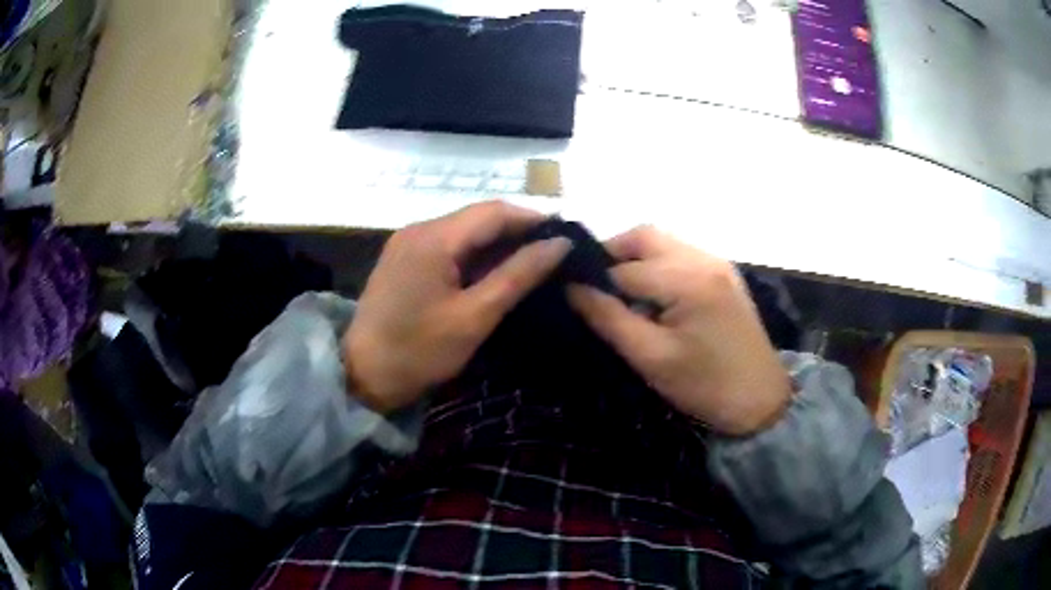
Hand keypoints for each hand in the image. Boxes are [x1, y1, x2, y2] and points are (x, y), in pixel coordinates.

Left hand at [344, 201, 571, 412]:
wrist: (362, 375)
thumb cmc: (419, 351)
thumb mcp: (475, 316)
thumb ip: (518, 275)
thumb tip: (558, 244)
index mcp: (434, 237)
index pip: (494, 211)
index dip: (532, 219)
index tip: (565, 237)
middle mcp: (418, 229)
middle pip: (478, 218)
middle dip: (517, 232)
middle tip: (553, 255)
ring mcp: (407, 243)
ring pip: (463, 232)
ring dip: (496, 244)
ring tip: (531, 264)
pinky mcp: (403, 259)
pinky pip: (447, 246)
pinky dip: (474, 256)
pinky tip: (494, 272)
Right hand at [567, 226, 791, 435]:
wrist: (760, 400)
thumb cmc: (704, 385)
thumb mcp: (651, 358)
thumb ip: (609, 319)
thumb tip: (573, 289)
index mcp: (687, 280)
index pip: (624, 268)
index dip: (595, 281)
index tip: (575, 298)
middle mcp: (703, 258)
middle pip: (645, 236)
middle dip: (614, 254)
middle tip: (596, 287)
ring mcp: (718, 262)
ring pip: (663, 242)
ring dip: (637, 258)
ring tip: (623, 294)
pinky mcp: (724, 273)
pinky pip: (682, 254)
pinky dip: (659, 264)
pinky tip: (654, 295)